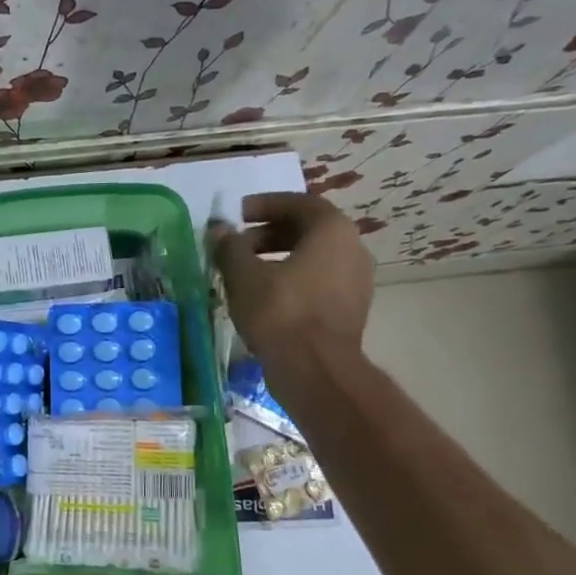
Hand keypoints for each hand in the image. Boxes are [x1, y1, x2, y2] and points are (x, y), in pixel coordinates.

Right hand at [211, 192, 373, 369]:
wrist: (315, 370)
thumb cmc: (280, 312)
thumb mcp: (244, 275)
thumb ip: (230, 247)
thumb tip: (219, 229)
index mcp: (332, 231)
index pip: (299, 203)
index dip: (265, 205)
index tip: (237, 215)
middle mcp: (353, 250)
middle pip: (307, 231)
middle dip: (268, 234)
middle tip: (237, 247)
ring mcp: (356, 282)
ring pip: (313, 259)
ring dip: (278, 260)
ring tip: (245, 275)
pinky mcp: (350, 311)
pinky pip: (318, 284)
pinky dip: (291, 282)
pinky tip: (263, 300)